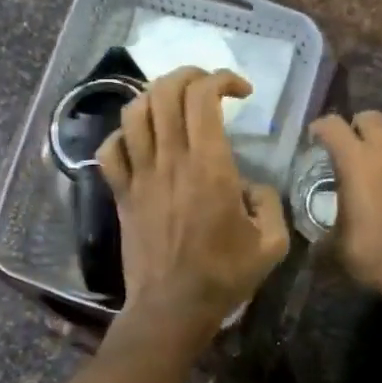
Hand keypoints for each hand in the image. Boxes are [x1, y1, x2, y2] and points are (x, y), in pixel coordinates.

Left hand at [97, 67, 291, 333]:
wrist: (172, 307)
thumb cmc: (224, 276)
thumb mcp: (271, 243)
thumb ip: (270, 203)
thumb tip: (252, 187)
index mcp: (209, 165)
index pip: (204, 96)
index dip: (222, 79)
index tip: (242, 92)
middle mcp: (170, 160)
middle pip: (165, 91)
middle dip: (189, 75)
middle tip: (208, 87)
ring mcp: (140, 175)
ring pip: (134, 112)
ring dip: (155, 96)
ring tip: (174, 104)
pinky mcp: (121, 194)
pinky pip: (110, 149)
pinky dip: (123, 134)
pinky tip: (140, 140)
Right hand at [310, 111, 381, 288]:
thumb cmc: (370, 251)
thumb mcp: (334, 248)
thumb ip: (322, 238)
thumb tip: (316, 246)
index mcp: (356, 161)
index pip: (333, 125)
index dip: (321, 127)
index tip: (315, 139)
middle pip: (372, 118)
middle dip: (358, 126)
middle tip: (350, 147)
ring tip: (379, 172)